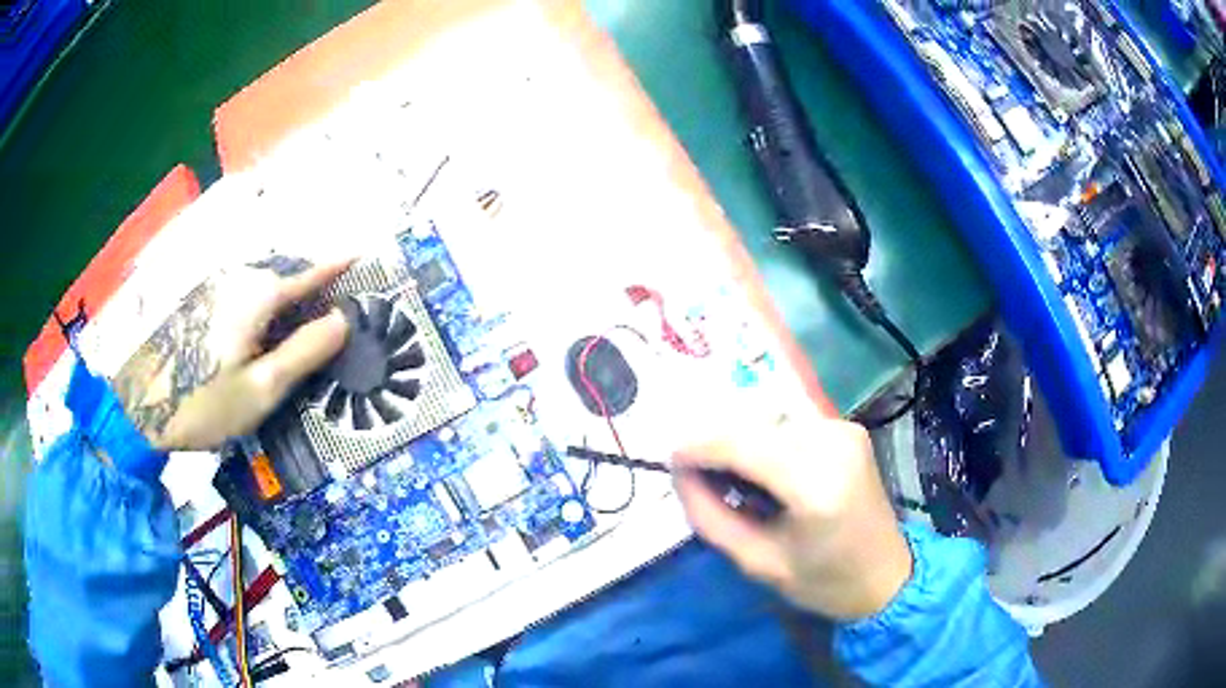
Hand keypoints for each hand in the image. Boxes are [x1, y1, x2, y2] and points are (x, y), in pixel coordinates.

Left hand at [111, 256, 352, 450]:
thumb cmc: (206, 404)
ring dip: (288, 297)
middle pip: (286, 276)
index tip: (363, 252)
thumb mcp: (262, 388)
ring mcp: (216, 288)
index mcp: (257, 296)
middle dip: (313, 285)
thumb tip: (343, 320)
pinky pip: (244, 294)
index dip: (338, 266)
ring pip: (264, 285)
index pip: (309, 275)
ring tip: (305, 320)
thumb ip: (304, 352)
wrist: (143, 409)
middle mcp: (238, 280)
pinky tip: (265, 330)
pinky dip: (264, 306)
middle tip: (336, 305)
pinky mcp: (202, 303)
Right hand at [673, 416, 911, 620]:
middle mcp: (834, 444)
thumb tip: (680, 474)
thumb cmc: (823, 581)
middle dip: (718, 447)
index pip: (743, 444)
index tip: (670, 461)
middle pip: (754, 427)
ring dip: (743, 446)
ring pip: (769, 422)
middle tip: (700, 480)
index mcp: (817, 485)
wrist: (886, 576)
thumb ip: (711, 516)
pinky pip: (789, 426)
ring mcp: (844, 430)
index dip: (699, 447)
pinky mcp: (847, 429)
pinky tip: (765, 474)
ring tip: (736, 483)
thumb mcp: (757, 562)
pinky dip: (766, 444)